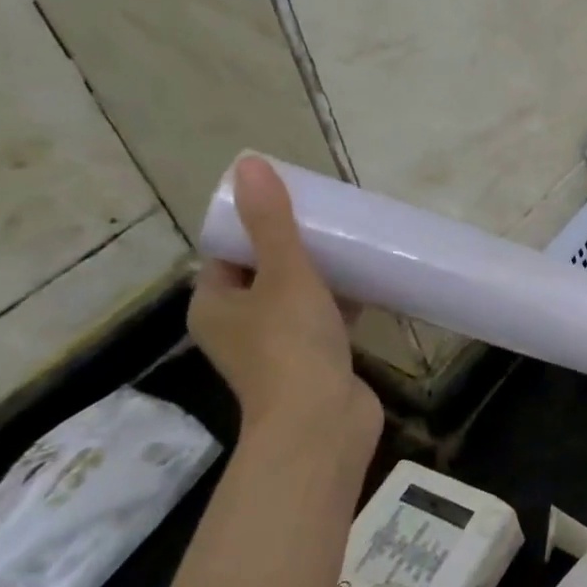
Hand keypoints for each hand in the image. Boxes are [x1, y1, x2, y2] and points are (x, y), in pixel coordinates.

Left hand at [188, 157, 381, 451]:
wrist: (321, 422)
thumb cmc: (292, 345)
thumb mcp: (284, 274)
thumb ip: (272, 222)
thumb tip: (250, 164)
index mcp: (215, 304)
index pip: (228, 251)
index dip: (255, 224)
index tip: (292, 201)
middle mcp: (239, 325)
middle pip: (265, 272)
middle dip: (296, 245)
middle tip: (329, 218)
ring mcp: (277, 346)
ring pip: (297, 296)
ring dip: (322, 273)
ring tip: (353, 243)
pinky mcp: (314, 360)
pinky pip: (324, 318)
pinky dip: (342, 300)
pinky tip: (371, 281)